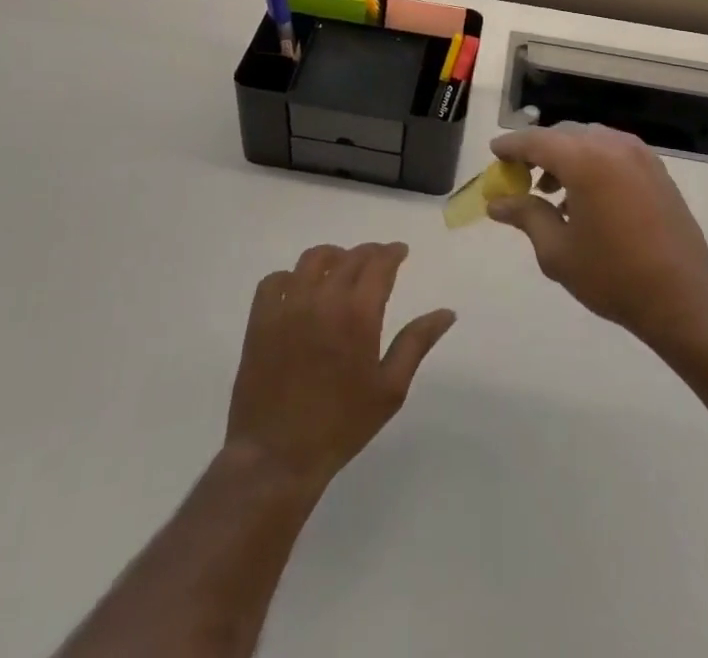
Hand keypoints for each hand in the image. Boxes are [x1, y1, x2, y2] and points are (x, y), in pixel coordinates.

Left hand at [225, 242, 455, 493]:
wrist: (278, 456)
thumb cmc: (341, 425)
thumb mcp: (390, 389)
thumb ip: (417, 342)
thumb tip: (447, 312)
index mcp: (358, 313)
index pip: (379, 264)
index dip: (393, 252)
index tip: (401, 252)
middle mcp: (323, 299)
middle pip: (350, 257)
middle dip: (369, 253)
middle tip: (378, 260)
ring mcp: (288, 305)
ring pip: (313, 259)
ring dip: (334, 256)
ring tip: (341, 268)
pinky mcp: (260, 318)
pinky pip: (275, 279)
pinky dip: (292, 276)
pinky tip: (300, 289)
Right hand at [487, 124, 707, 347]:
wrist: (683, 297)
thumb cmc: (613, 276)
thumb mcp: (558, 251)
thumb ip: (526, 216)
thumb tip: (498, 203)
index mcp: (584, 159)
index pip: (536, 140)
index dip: (511, 146)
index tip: (494, 153)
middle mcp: (612, 145)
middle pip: (563, 134)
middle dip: (538, 150)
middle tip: (519, 177)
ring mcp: (638, 154)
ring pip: (589, 140)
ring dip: (566, 156)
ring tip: (551, 192)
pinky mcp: (655, 168)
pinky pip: (612, 152)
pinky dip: (591, 162)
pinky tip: (585, 197)